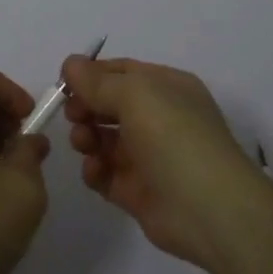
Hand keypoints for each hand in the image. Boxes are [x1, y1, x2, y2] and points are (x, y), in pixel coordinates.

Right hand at [63, 54, 268, 273]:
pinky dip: (95, 170)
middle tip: (73, 115)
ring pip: (106, 139)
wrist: (209, 209)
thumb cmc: (174, 136)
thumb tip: (70, 64)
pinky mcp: (139, 192)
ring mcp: (150, 156)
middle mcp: (160, 118)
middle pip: (110, 105)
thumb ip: (97, 81)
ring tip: (84, 143)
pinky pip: (107, 174)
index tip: (64, 84)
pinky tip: (94, 170)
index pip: (122, 72)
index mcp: (167, 87)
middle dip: (87, 106)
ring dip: (87, 136)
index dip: (91, 75)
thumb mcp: (135, 94)